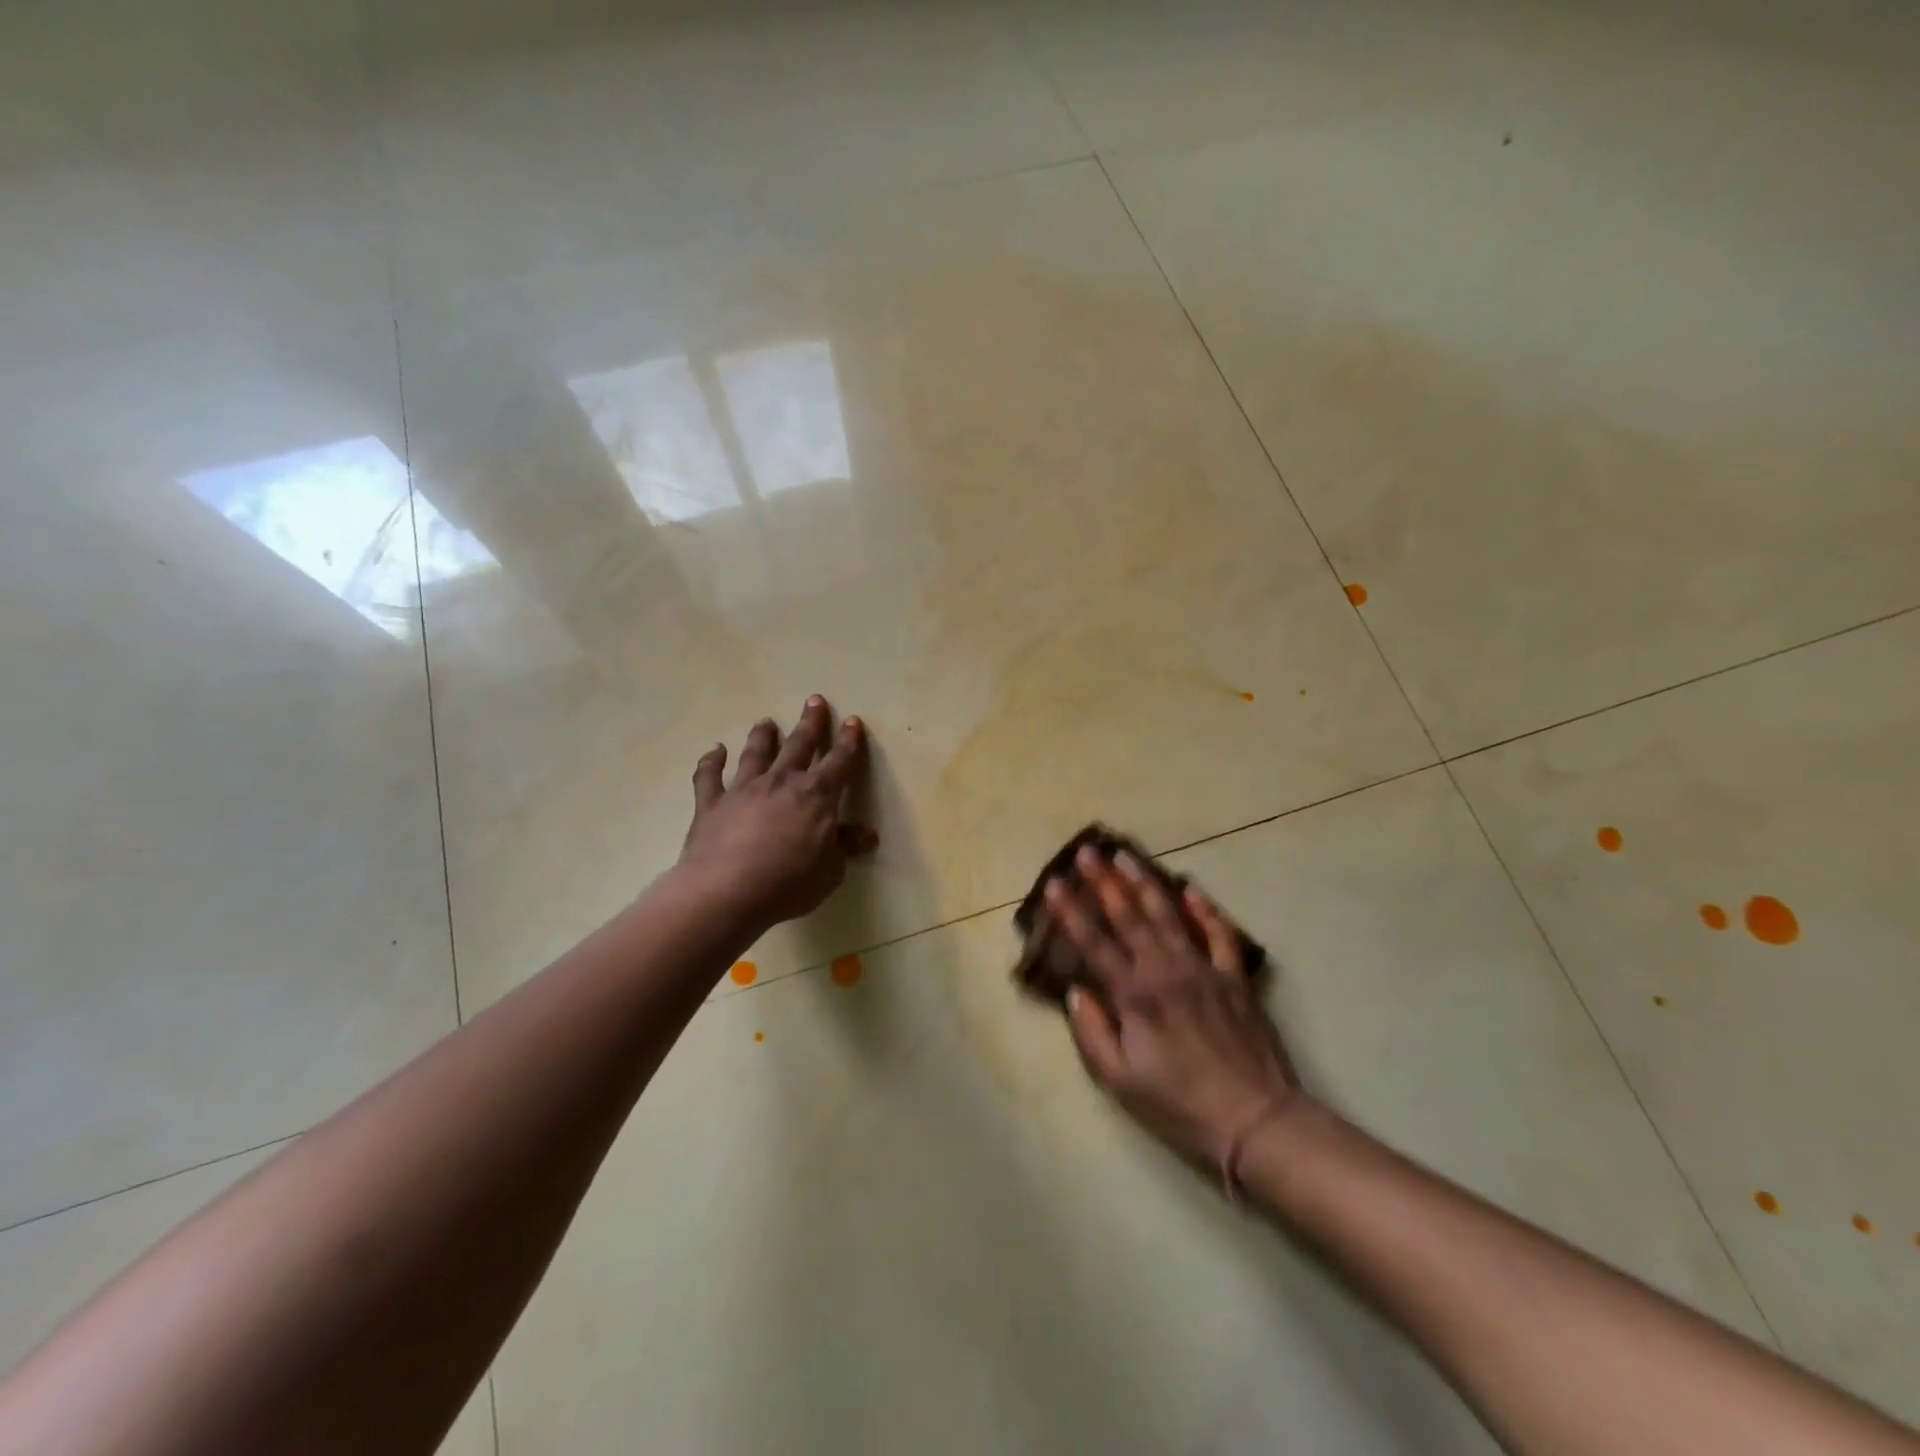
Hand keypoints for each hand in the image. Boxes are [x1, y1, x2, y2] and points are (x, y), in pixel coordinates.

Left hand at [679, 696, 872, 928]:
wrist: (725, 892)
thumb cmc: (787, 884)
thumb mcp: (830, 871)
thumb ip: (845, 847)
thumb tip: (866, 835)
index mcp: (816, 796)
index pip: (839, 762)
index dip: (848, 742)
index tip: (852, 721)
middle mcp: (781, 782)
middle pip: (799, 745)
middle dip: (810, 723)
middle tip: (814, 700)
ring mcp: (743, 790)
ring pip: (756, 753)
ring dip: (762, 736)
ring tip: (766, 721)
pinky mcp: (711, 804)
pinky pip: (709, 776)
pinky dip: (711, 762)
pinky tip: (714, 751)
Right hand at [1044, 847, 1303, 1171]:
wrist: (1254, 1119)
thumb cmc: (1179, 1104)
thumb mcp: (1120, 1081)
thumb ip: (1092, 1033)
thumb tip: (1075, 992)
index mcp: (1134, 995)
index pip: (1094, 944)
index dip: (1070, 912)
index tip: (1054, 883)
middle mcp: (1165, 970)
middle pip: (1129, 917)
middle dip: (1105, 882)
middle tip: (1088, 852)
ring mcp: (1202, 969)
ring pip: (1168, 915)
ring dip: (1144, 882)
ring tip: (1126, 855)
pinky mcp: (1233, 977)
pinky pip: (1219, 934)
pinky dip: (1205, 909)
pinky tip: (1191, 888)